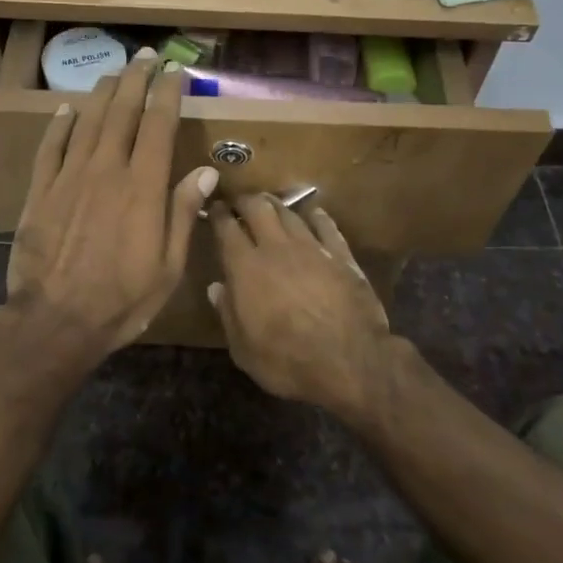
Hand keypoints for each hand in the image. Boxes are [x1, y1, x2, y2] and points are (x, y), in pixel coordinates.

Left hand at [5, 54, 218, 369]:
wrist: (55, 322)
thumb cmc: (121, 300)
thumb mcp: (168, 267)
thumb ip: (184, 213)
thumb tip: (206, 171)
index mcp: (143, 188)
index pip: (158, 126)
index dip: (168, 94)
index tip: (176, 72)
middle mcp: (106, 170)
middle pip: (122, 112)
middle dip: (135, 80)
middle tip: (145, 56)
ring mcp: (69, 178)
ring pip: (87, 121)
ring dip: (102, 93)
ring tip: (114, 72)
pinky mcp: (40, 191)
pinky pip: (50, 147)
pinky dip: (60, 124)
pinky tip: (67, 109)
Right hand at [207, 195, 394, 414]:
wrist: (349, 361)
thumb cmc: (287, 361)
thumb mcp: (243, 349)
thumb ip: (227, 313)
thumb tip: (216, 287)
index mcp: (245, 268)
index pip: (226, 228)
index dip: (217, 214)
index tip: (213, 208)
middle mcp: (276, 248)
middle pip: (258, 208)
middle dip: (245, 200)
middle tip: (240, 202)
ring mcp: (312, 247)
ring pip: (290, 212)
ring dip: (276, 204)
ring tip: (270, 203)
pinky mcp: (341, 254)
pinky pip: (325, 225)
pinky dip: (315, 216)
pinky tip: (313, 214)